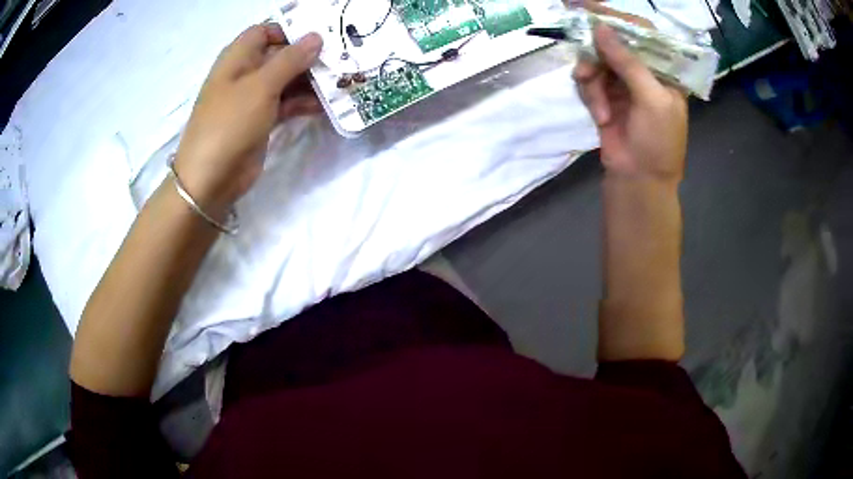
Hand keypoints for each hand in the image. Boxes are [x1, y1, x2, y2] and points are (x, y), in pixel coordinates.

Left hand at [175, 24, 322, 218]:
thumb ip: (290, 60)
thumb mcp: (260, 86)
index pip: (264, 32)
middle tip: (339, 59)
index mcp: (237, 58)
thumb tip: (316, 37)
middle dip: (307, 57)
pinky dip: (302, 103)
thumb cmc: (229, 123)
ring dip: (309, 81)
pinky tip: (324, 105)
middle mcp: (244, 74)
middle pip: (279, 56)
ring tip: (339, 82)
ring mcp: (252, 99)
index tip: (319, 36)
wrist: (210, 178)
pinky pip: (285, 104)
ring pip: (285, 80)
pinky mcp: (261, 121)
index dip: (289, 31)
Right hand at [573, 23, 687, 184]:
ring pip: (595, 60)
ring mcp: (621, 82)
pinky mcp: (603, 94)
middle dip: (596, 48)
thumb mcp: (652, 100)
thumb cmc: (659, 141)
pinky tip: (600, 115)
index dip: (618, 19)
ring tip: (599, 105)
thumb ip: (629, 63)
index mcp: (663, 70)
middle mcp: (642, 70)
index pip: (642, 33)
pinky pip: (587, 80)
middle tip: (578, 40)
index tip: (592, 10)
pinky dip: (590, 96)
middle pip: (613, 42)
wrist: (639, 180)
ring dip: (592, 79)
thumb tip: (601, 29)